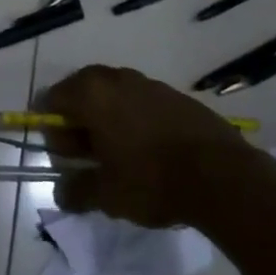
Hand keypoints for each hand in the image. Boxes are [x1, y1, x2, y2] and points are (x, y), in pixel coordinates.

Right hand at [40, 64, 264, 230]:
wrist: (223, 177)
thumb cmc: (152, 180)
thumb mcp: (107, 195)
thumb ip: (77, 190)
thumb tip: (61, 192)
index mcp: (91, 94)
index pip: (52, 99)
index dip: (52, 128)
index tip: (65, 156)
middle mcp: (115, 79)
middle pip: (81, 91)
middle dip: (78, 121)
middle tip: (88, 154)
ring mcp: (148, 83)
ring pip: (113, 95)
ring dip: (107, 118)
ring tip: (119, 154)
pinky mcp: (175, 95)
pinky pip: (141, 101)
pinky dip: (135, 119)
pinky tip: (149, 150)